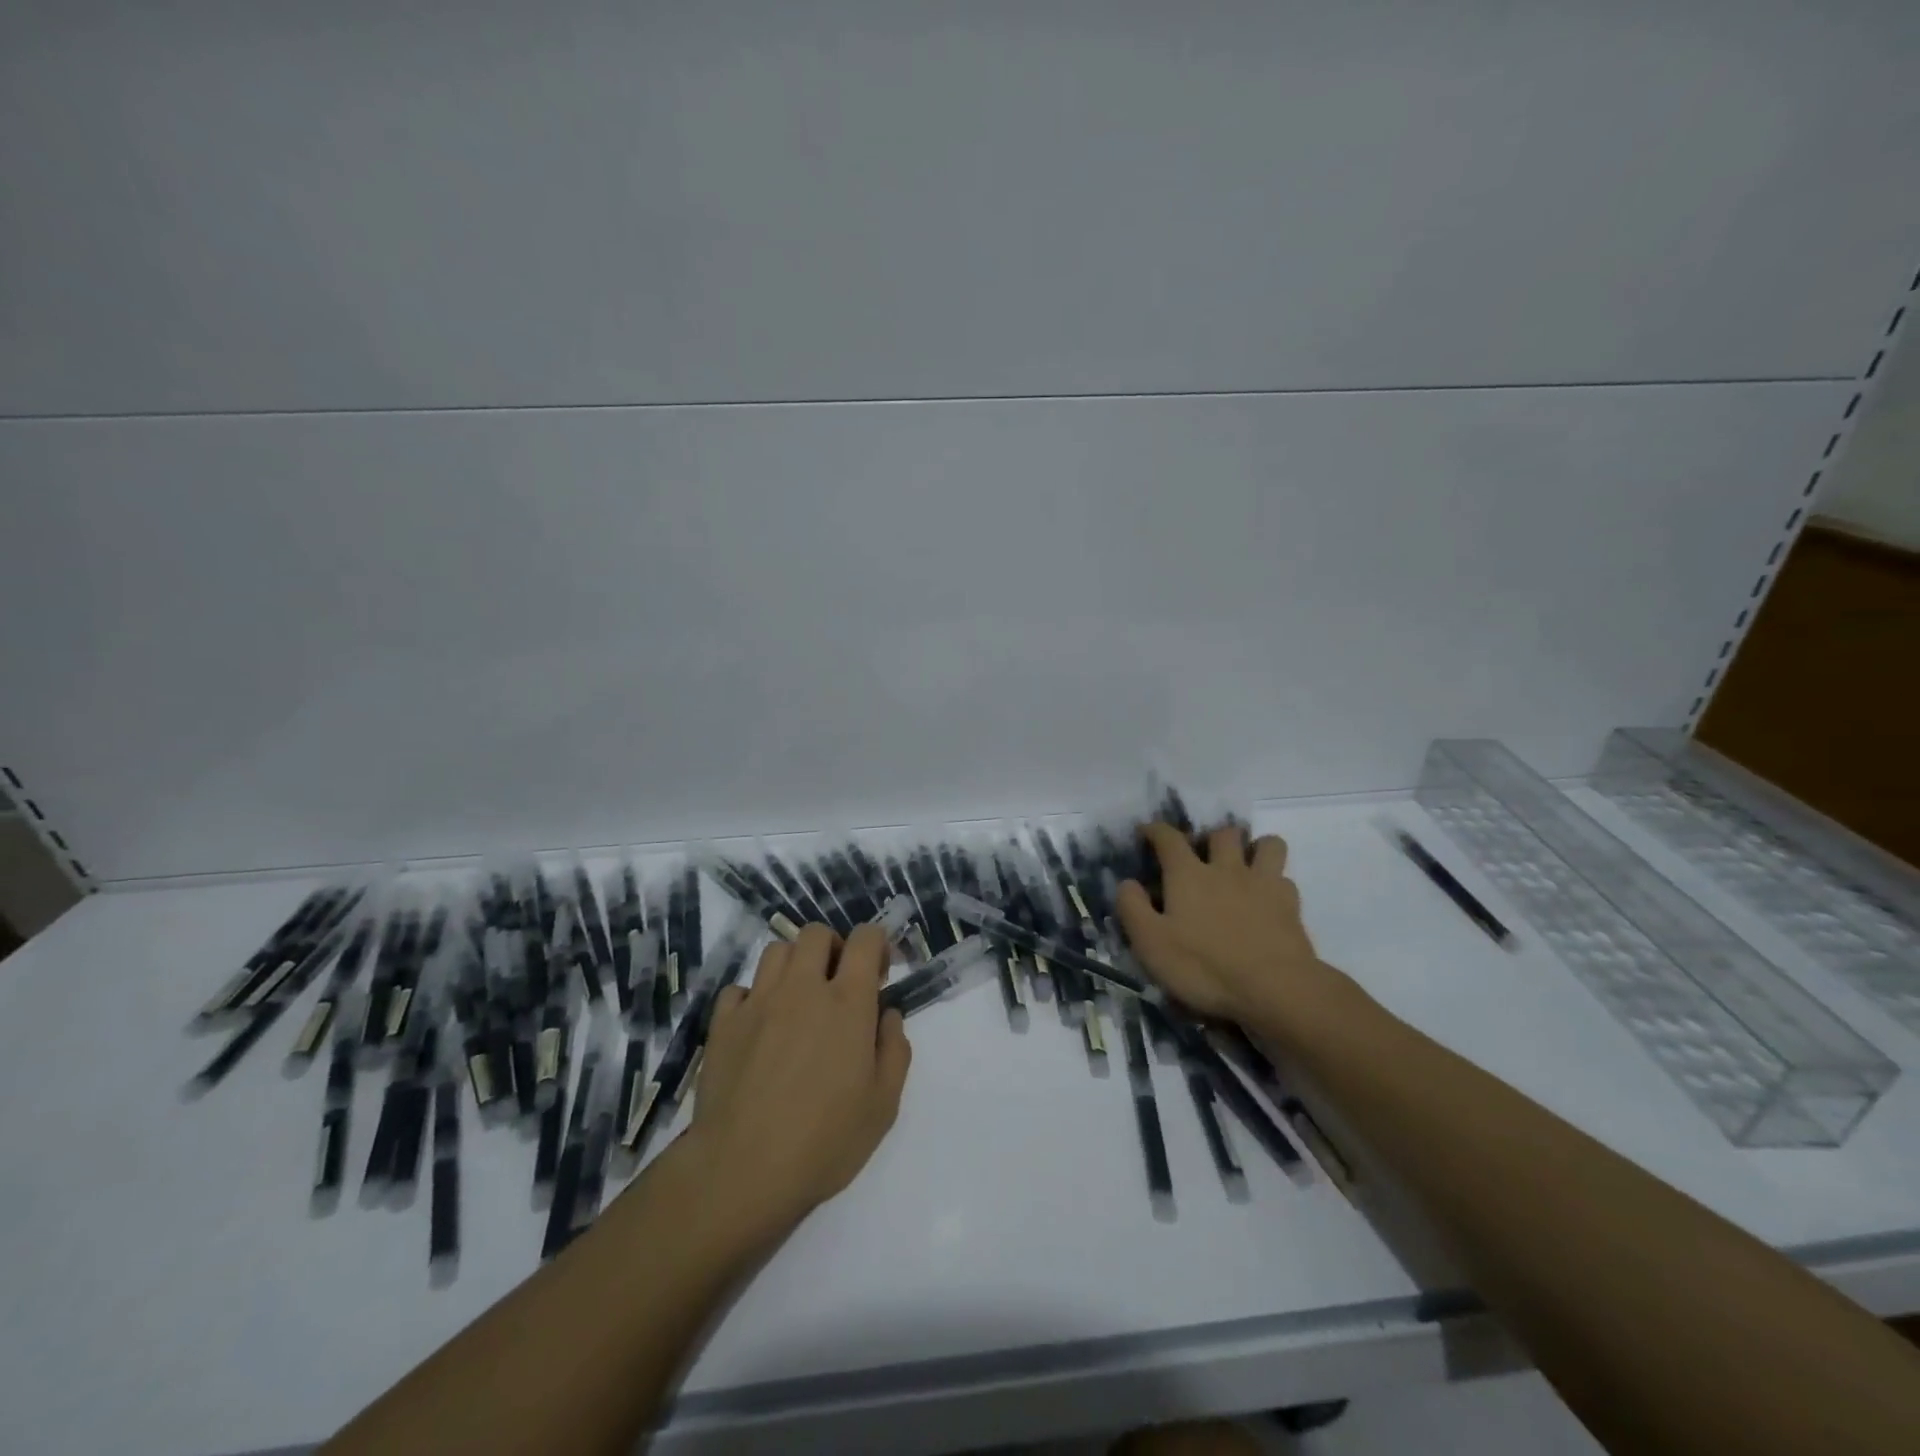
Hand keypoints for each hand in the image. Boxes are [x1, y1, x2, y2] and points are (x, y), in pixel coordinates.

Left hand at [687, 923, 911, 1235]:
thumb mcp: (883, 1105)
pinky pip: (739, 988)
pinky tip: (759, 1026)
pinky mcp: (723, 1023)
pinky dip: (753, 997)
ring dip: (794, 965)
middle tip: (837, 984)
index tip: (878, 973)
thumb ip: (894, 1050)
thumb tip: (887, 1015)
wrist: (741, 1171)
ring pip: (777, 950)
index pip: (865, 938)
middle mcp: (802, 988)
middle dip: (833, 947)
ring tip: (797, 1000)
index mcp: (847, 1002)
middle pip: (816, 933)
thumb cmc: (824, 1141)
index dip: (875, 944)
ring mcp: (758, 1002)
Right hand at [1116, 822, 1347, 1031]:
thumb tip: (1126, 883)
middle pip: (1223, 833)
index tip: (1146, 831)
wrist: (1275, 990)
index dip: (1155, 830)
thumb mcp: (1151, 943)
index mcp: (1188, 874)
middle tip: (1203, 854)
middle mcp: (1226, 869)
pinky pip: (1285, 879)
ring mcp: (1263, 884)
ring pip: (1267, 844)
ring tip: (1244, 864)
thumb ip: (1132, 908)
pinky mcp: (1291, 906)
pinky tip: (1267, 899)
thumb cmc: (1204, 966)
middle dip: (1211, 837)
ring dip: (1255, 847)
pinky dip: (1275, 882)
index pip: (1169, 838)